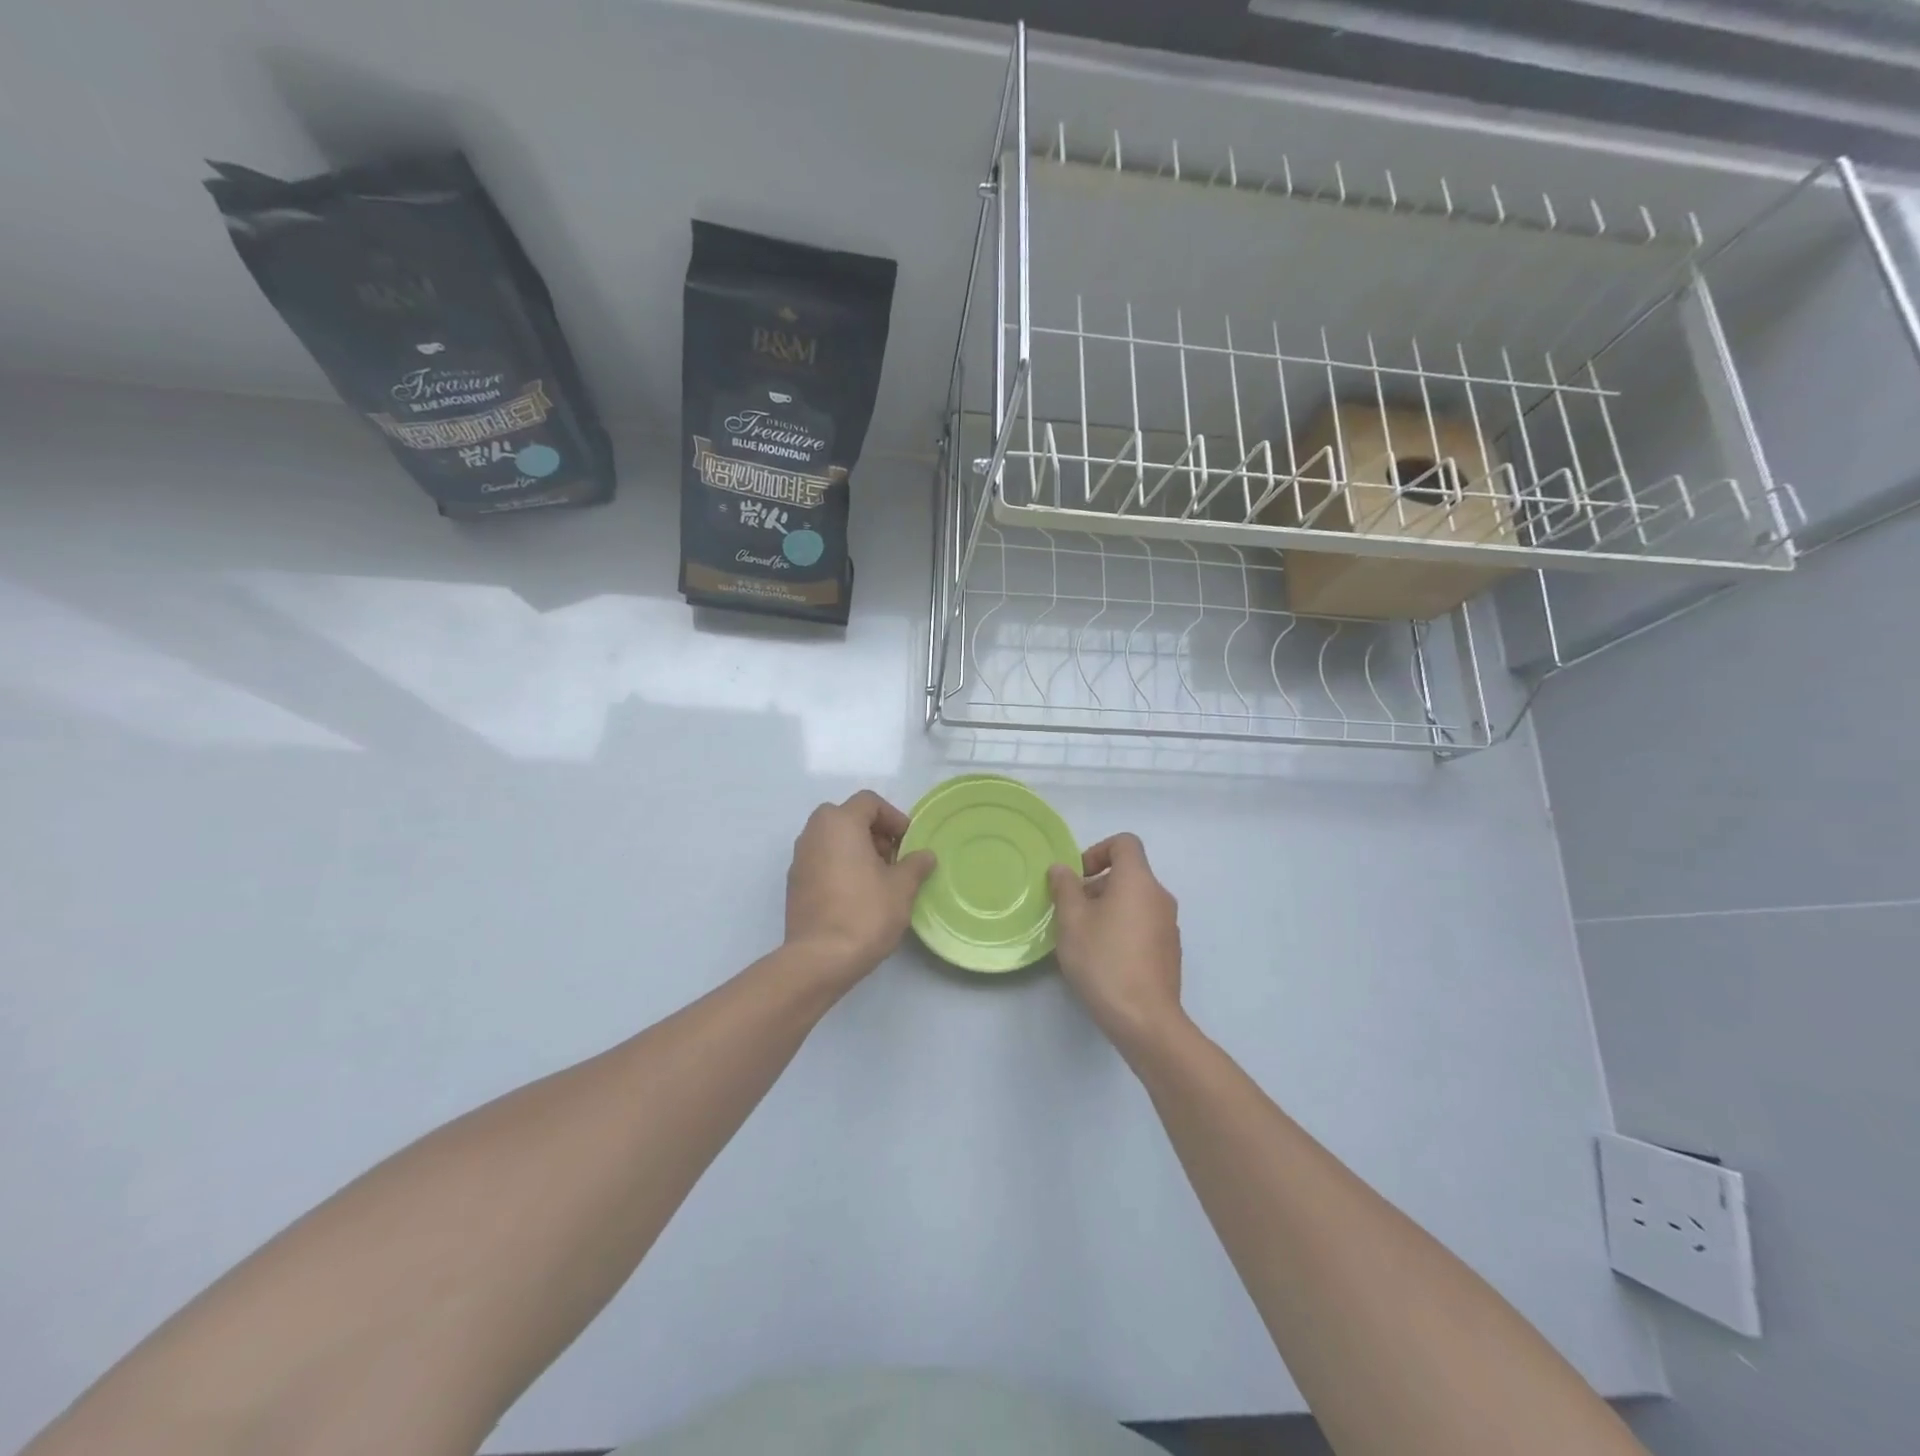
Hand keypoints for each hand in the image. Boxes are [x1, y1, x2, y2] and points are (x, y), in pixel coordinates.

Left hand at [784, 790, 936, 988]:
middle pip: (846, 817)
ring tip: (877, 878)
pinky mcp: (794, 883)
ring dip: (855, 849)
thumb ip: (915, 865)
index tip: (908, 842)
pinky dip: (839, 866)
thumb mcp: (902, 887)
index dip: (893, 817)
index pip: (869, 802)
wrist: (820, 958)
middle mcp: (814, 833)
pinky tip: (856, 894)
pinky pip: (820, 860)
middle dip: (873, 832)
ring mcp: (799, 858)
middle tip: (892, 858)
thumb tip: (926, 855)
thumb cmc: (865, 913)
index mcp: (839, 823)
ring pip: (831, 839)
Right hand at [1047, 834, 1183, 1053]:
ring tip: (1084, 938)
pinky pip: (1143, 924)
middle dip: (1097, 885)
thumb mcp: (1072, 921)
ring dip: (1108, 908)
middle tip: (1071, 913)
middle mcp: (1159, 896)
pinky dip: (1123, 928)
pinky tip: (1105, 959)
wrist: (1145, 1019)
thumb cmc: (1104, 961)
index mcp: (1138, 881)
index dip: (1097, 851)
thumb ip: (1065, 888)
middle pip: (1128, 873)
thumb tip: (1062, 869)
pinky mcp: (1170, 951)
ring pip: (1135, 901)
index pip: (1125, 843)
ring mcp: (1169, 925)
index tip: (1078, 878)